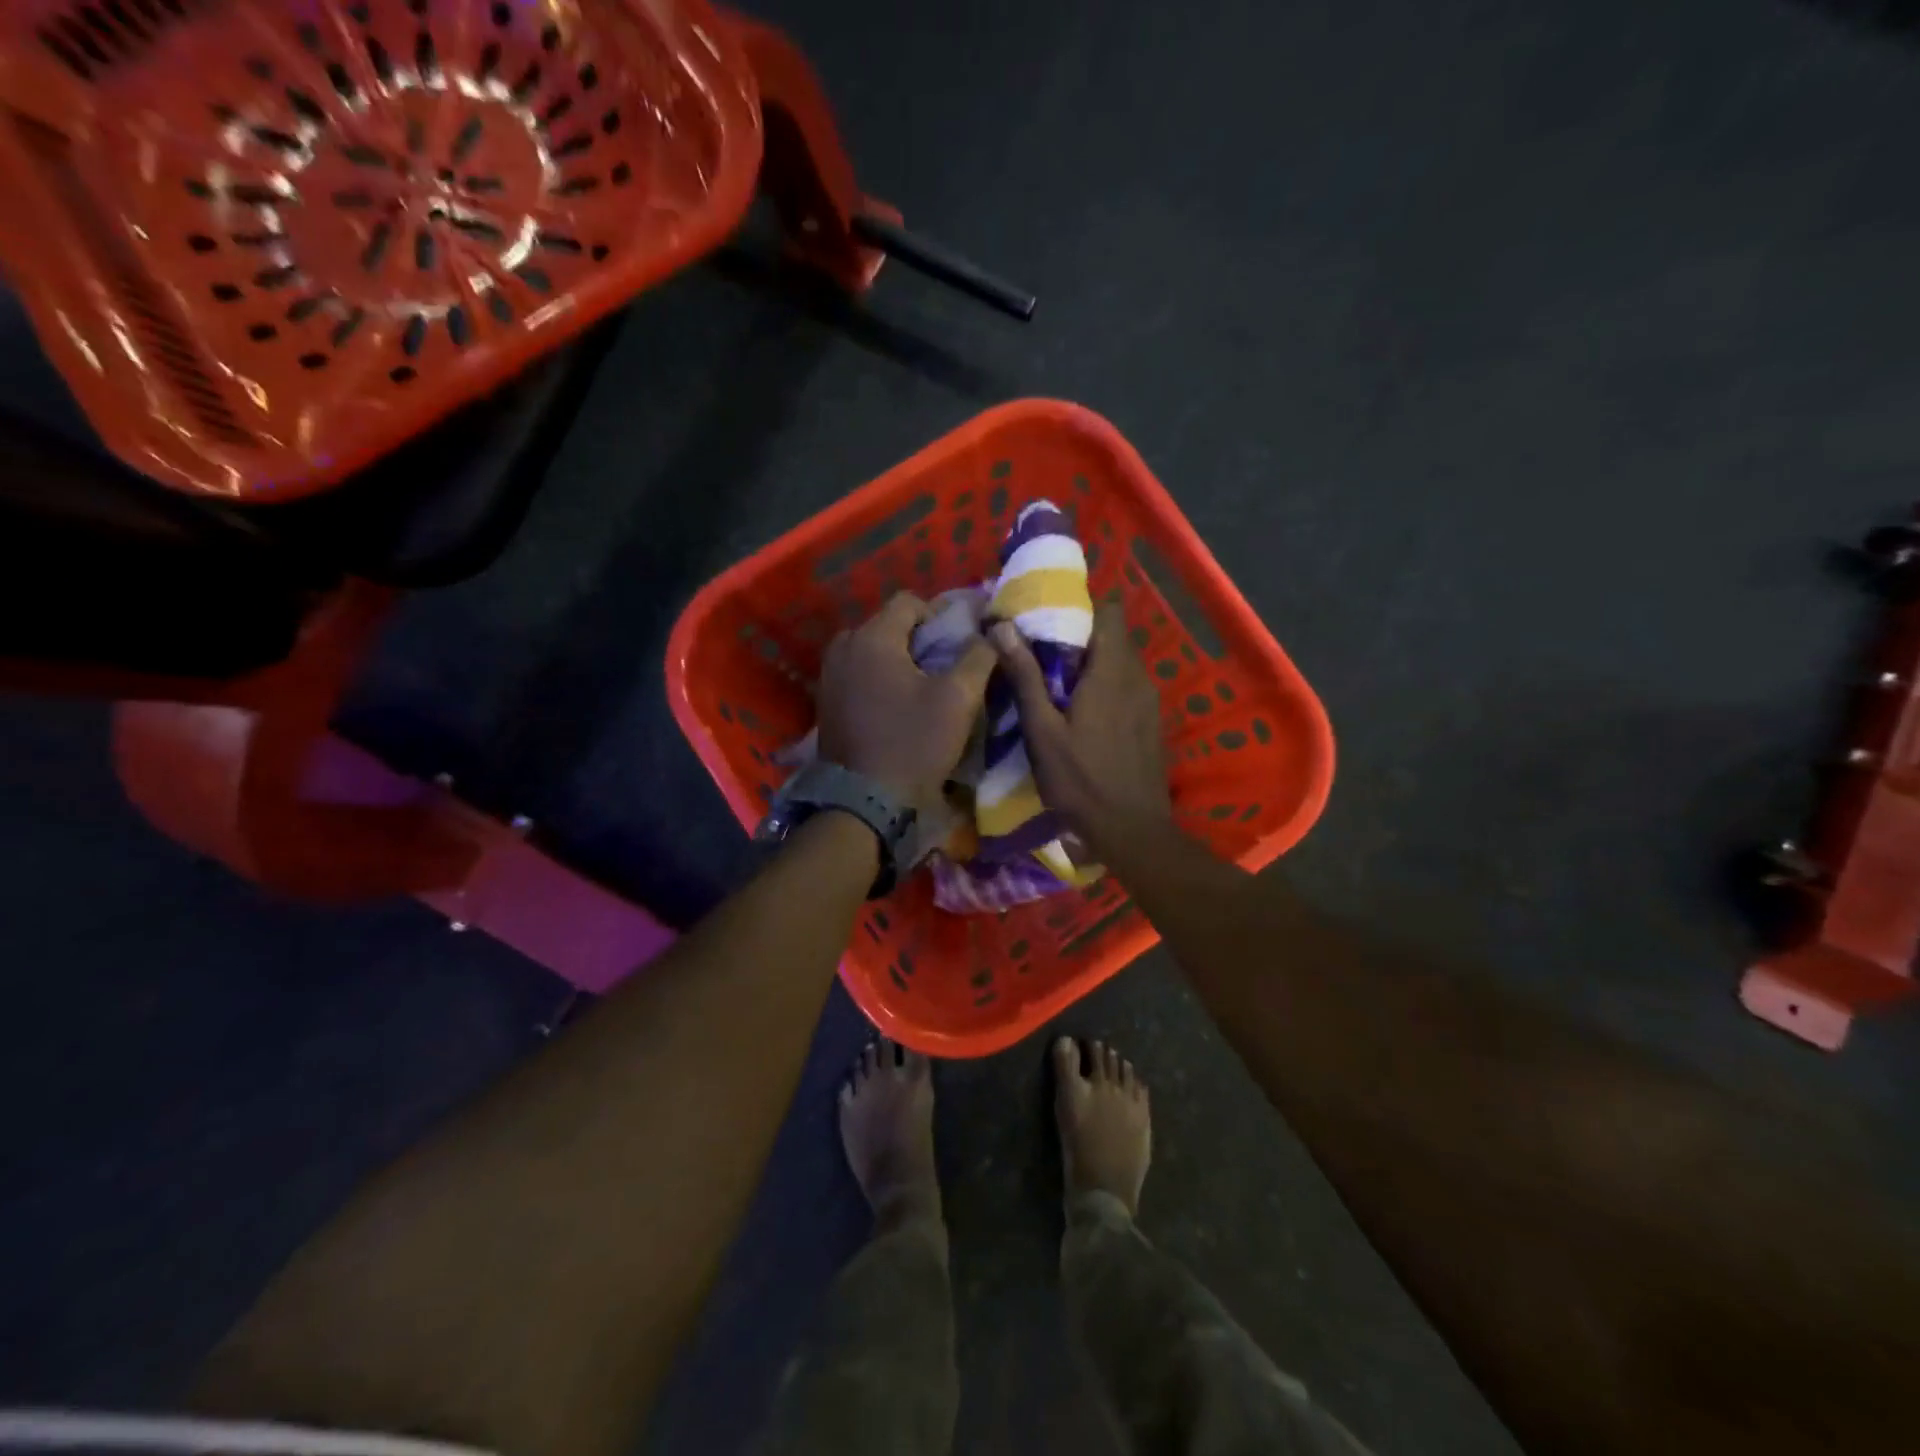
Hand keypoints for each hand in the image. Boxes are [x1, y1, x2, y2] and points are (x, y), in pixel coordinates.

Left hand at [817, 592, 997, 810]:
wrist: (866, 802)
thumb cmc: (914, 744)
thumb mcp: (958, 699)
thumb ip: (979, 656)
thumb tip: (992, 630)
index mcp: (872, 638)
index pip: (909, 602)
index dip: (939, 615)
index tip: (958, 643)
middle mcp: (843, 647)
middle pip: (887, 625)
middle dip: (916, 638)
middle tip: (942, 666)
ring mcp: (828, 675)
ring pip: (870, 650)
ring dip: (896, 659)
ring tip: (920, 686)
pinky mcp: (825, 702)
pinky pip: (857, 674)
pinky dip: (877, 678)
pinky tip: (895, 704)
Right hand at [990, 603, 1172, 850]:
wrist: (1132, 830)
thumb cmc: (1081, 780)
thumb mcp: (1043, 730)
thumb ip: (1026, 677)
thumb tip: (1003, 627)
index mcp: (1112, 671)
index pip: (1109, 611)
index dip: (1081, 607)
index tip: (1049, 619)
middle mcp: (1137, 677)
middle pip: (1113, 637)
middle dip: (1080, 638)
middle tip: (1042, 653)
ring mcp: (1149, 701)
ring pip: (1121, 664)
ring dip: (1093, 665)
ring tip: (1058, 684)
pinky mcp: (1151, 722)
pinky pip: (1128, 688)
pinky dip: (1106, 688)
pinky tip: (1084, 715)